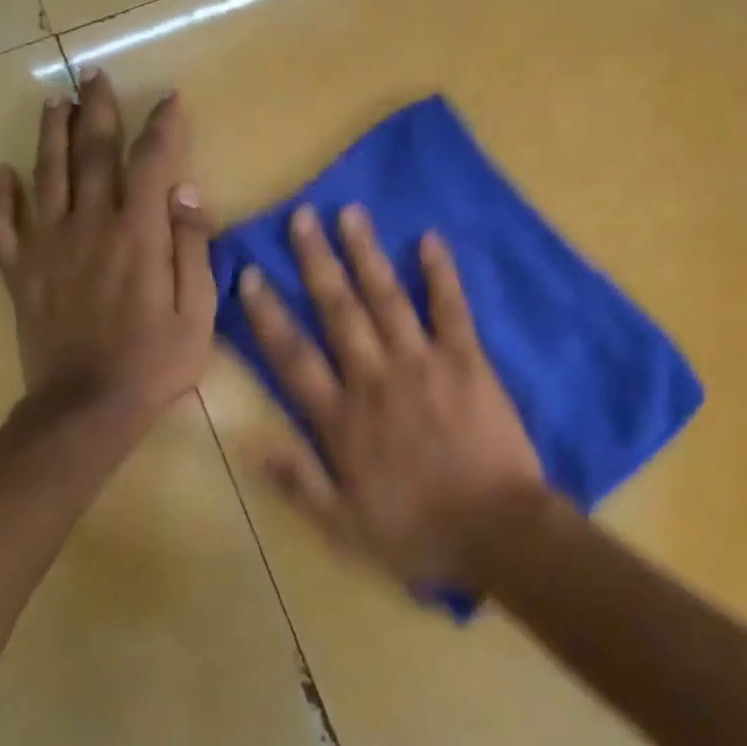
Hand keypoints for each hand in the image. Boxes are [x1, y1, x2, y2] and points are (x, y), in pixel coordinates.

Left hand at [0, 70, 215, 428]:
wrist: (87, 408)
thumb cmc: (155, 361)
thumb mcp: (198, 310)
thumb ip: (192, 247)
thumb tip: (187, 192)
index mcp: (138, 234)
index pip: (151, 162)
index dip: (162, 126)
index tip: (170, 99)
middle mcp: (89, 226)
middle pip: (91, 154)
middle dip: (97, 111)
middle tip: (96, 77)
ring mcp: (48, 247)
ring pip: (44, 176)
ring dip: (50, 134)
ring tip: (55, 101)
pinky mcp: (21, 273)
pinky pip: (2, 226)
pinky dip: (0, 197)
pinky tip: (2, 174)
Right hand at [238, 203, 545, 588]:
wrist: (495, 531)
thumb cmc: (417, 532)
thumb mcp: (343, 525)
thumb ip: (298, 480)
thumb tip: (252, 440)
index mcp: (342, 418)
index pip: (293, 356)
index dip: (268, 314)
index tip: (250, 275)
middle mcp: (375, 378)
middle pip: (338, 311)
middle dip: (316, 262)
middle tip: (302, 217)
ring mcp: (423, 364)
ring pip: (386, 298)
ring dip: (366, 254)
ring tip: (350, 214)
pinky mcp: (467, 360)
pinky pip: (451, 309)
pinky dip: (440, 274)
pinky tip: (430, 240)